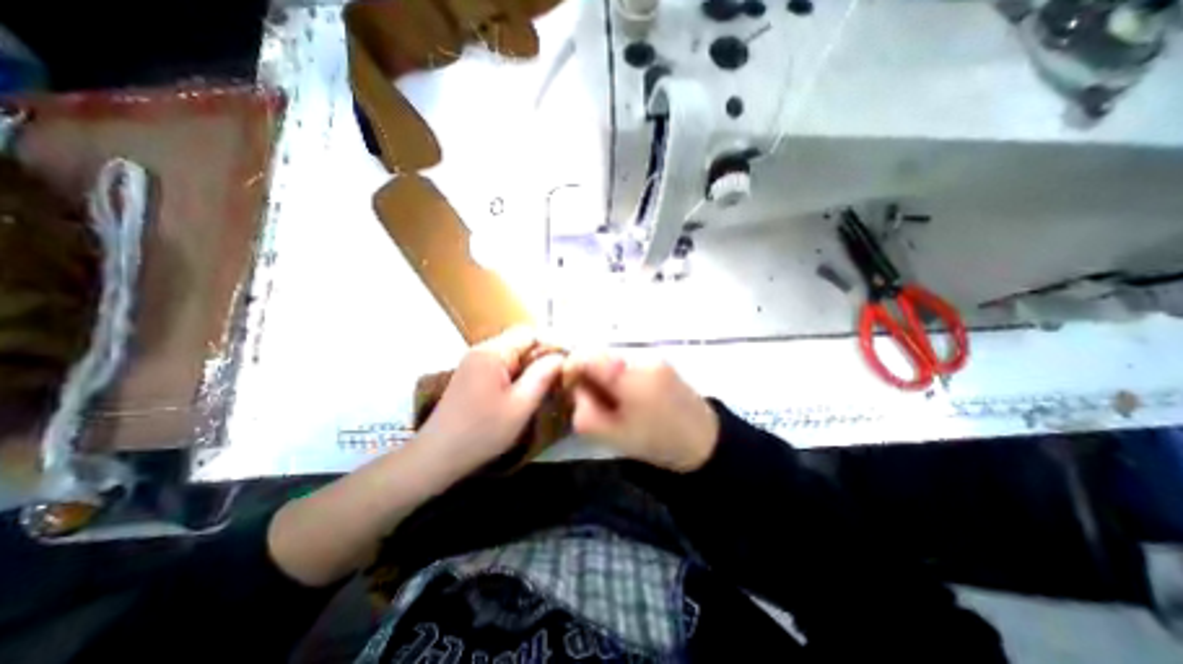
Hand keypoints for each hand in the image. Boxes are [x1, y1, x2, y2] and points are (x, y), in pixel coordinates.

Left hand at [413, 329, 563, 478]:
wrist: (437, 455)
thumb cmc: (482, 432)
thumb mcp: (520, 406)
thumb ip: (543, 376)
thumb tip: (561, 356)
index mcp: (492, 353)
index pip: (529, 333)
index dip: (552, 343)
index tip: (569, 360)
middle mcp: (482, 349)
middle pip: (520, 340)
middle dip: (543, 354)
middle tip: (561, 374)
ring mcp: (475, 361)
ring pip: (513, 352)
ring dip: (531, 363)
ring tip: (548, 382)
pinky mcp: (472, 373)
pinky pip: (503, 363)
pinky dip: (519, 371)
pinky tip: (526, 388)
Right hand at [565, 351, 720, 474]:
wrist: (704, 441)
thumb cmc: (655, 440)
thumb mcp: (611, 435)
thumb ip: (583, 410)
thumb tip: (576, 387)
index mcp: (628, 376)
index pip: (587, 355)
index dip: (571, 367)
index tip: (570, 387)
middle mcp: (640, 358)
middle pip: (599, 356)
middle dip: (590, 376)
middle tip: (596, 401)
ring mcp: (653, 356)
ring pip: (613, 360)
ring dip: (606, 377)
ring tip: (617, 403)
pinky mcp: (661, 360)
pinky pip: (629, 363)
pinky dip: (621, 377)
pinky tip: (632, 397)